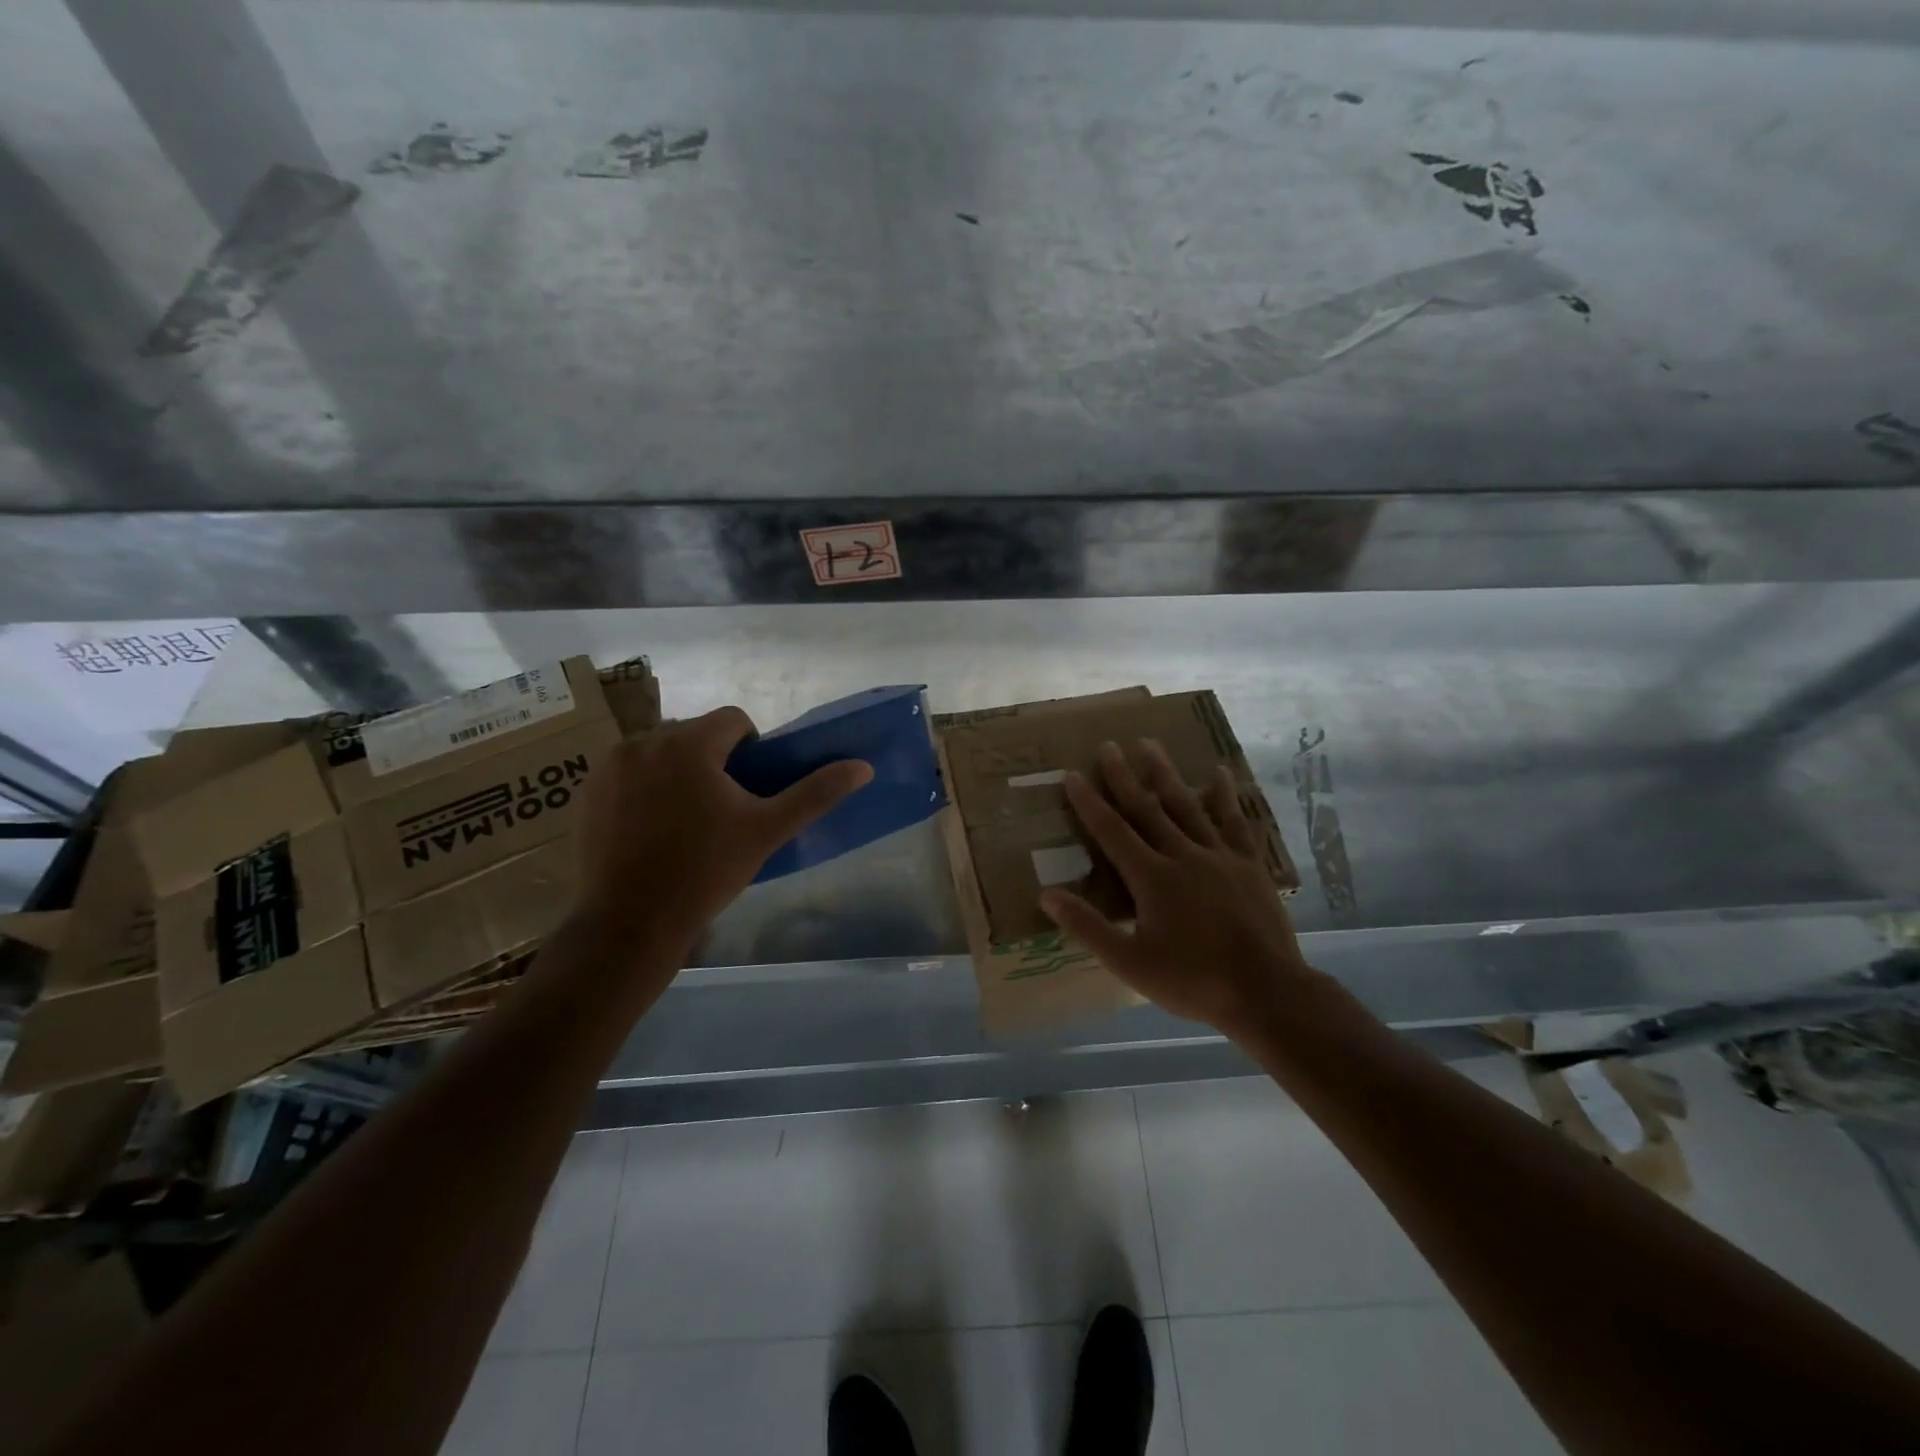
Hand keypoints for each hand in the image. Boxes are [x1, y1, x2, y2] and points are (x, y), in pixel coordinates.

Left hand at [575, 707, 872, 954]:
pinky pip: (630, 772)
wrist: (629, 922)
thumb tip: (863, 767)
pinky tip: (651, 828)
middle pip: (696, 734)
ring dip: (679, 771)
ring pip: (662, 752)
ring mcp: (610, 765)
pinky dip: (646, 787)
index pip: (734, 720)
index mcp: (689, 743)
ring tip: (685, 820)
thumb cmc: (705, 872)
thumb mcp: (767, 831)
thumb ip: (815, 793)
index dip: (751, 749)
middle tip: (721, 810)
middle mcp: (644, 741)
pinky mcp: (589, 790)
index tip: (749, 791)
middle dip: (713, 760)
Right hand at [1040, 739, 1316, 1038]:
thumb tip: (1047, 895)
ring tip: (1150, 744)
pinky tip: (1219, 774)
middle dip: (1124, 776)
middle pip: (1147, 808)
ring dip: (1166, 774)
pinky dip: (1225, 796)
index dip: (1089, 802)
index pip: (1112, 831)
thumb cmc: (1192, 981)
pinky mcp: (1249, 864)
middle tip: (1109, 745)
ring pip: (1187, 805)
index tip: (1072, 774)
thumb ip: (1088, 927)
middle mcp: (1183, 856)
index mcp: (1151, 878)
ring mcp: (1219, 856)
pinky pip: (1235, 821)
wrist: (1265, 992)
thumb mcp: (1129, 963)